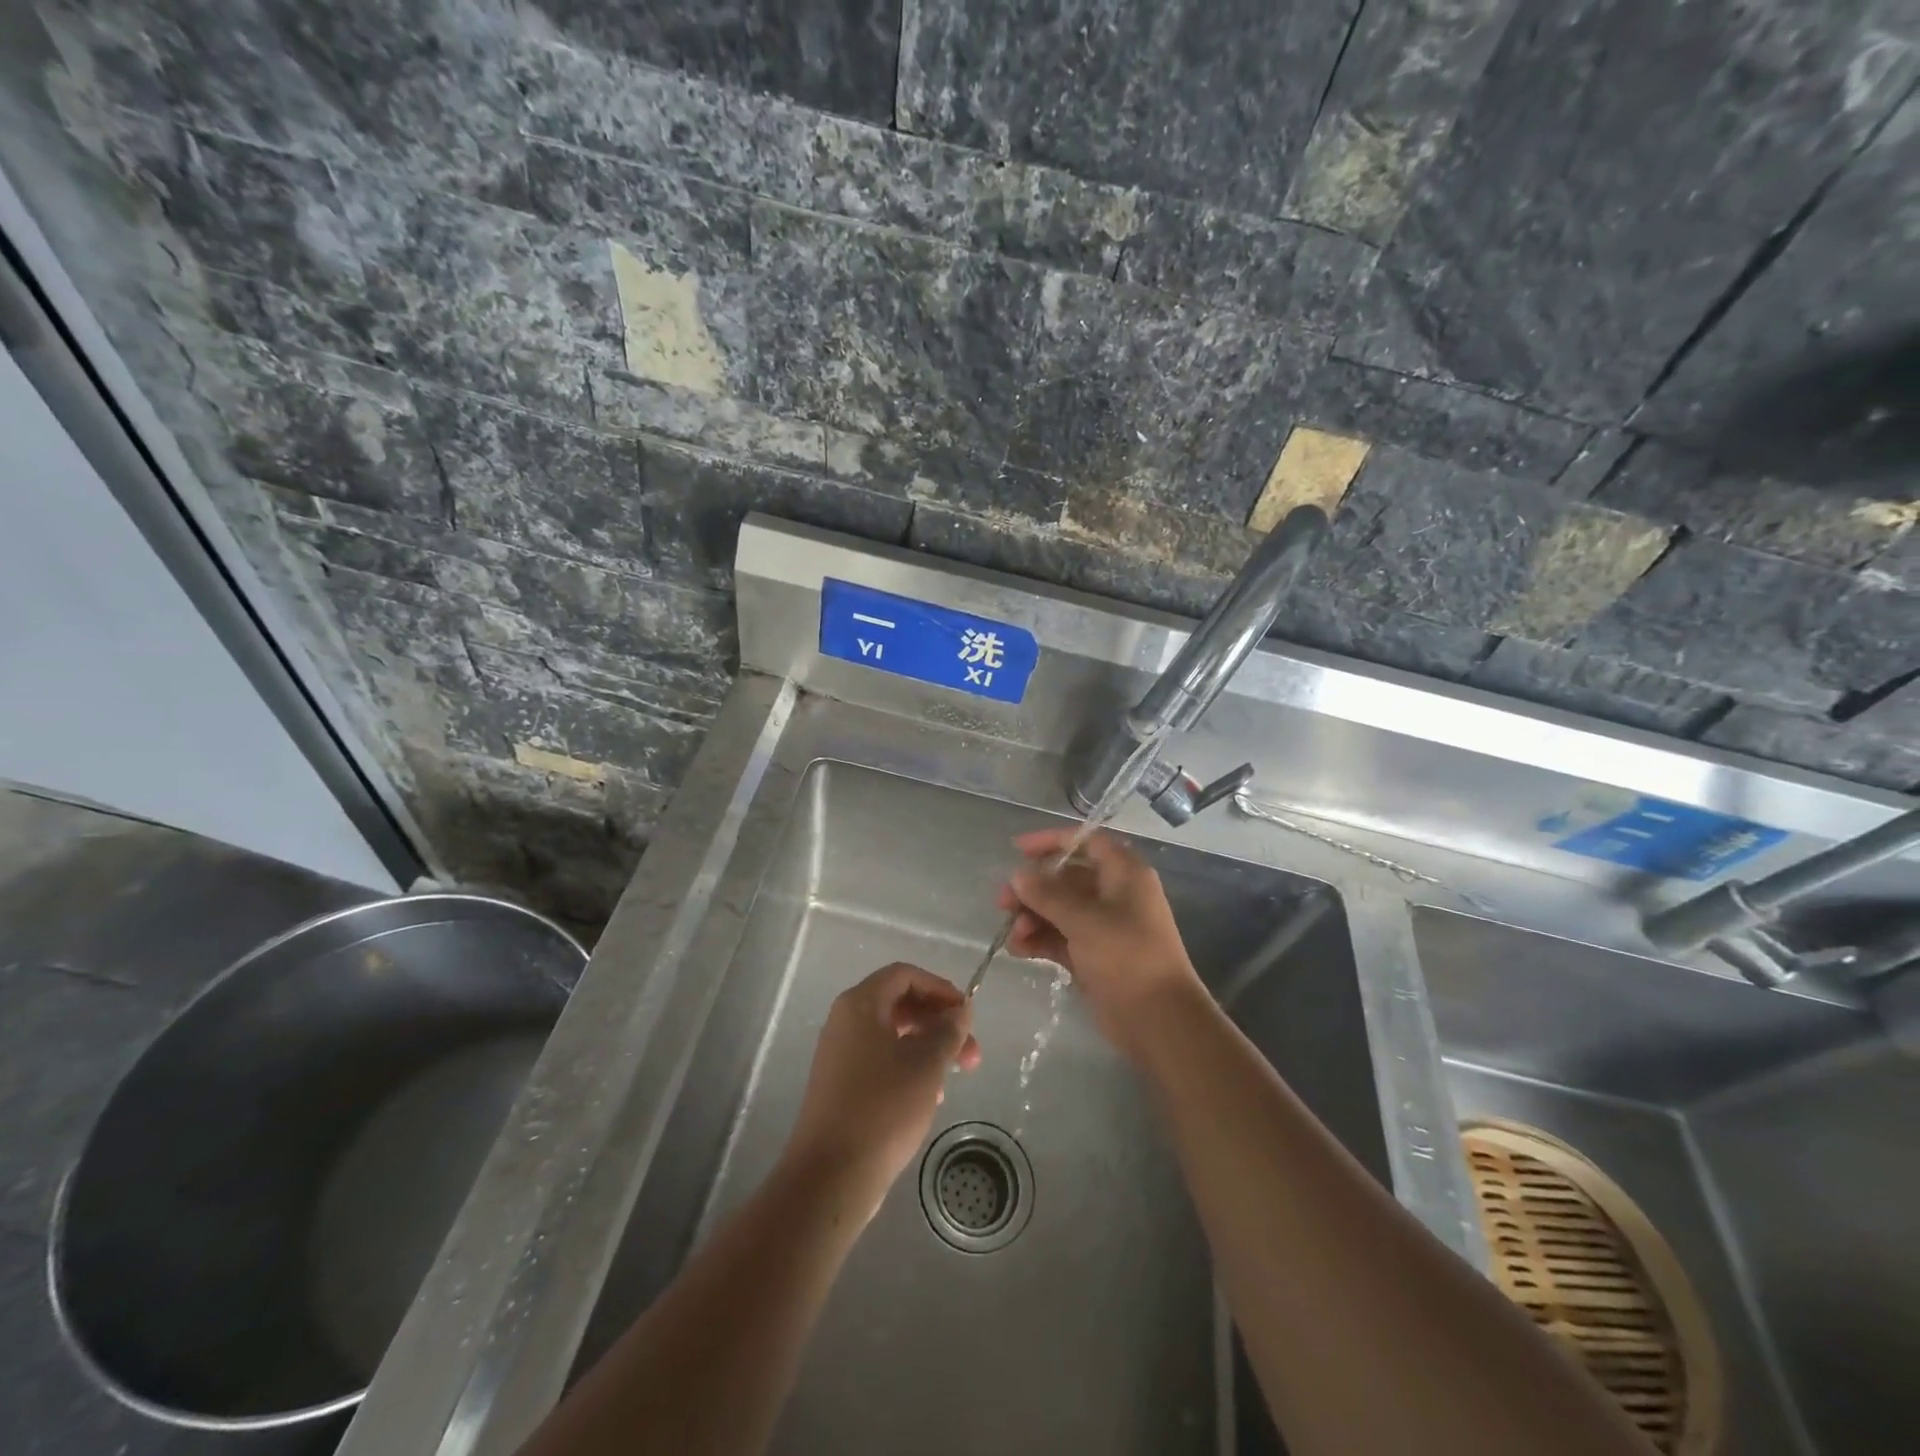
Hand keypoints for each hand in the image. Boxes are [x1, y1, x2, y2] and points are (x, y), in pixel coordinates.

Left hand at [781, 964, 981, 1220]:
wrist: (830, 1176)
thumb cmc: (882, 1108)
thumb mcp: (926, 1064)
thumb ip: (948, 1030)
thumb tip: (960, 1009)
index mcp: (860, 1005)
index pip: (905, 975)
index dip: (940, 988)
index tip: (967, 1015)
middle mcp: (845, 1022)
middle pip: (900, 1004)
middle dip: (939, 1023)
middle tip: (971, 1054)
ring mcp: (840, 1054)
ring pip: (893, 1034)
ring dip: (928, 1047)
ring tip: (954, 1077)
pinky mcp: (841, 1085)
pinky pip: (881, 1060)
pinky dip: (909, 1067)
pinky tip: (928, 1097)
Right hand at [996, 828, 1202, 1057]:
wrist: (1159, 1020)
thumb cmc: (1127, 957)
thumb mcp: (1084, 920)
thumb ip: (1047, 894)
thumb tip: (1018, 874)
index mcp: (1124, 874)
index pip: (1086, 842)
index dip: (1052, 841)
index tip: (1018, 850)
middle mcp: (1115, 894)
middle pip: (1067, 878)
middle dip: (1034, 888)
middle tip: (1003, 902)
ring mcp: (1104, 927)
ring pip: (1060, 910)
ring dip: (1033, 917)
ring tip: (1013, 934)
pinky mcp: (1094, 956)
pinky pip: (1061, 937)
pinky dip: (1041, 940)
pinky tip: (1019, 950)